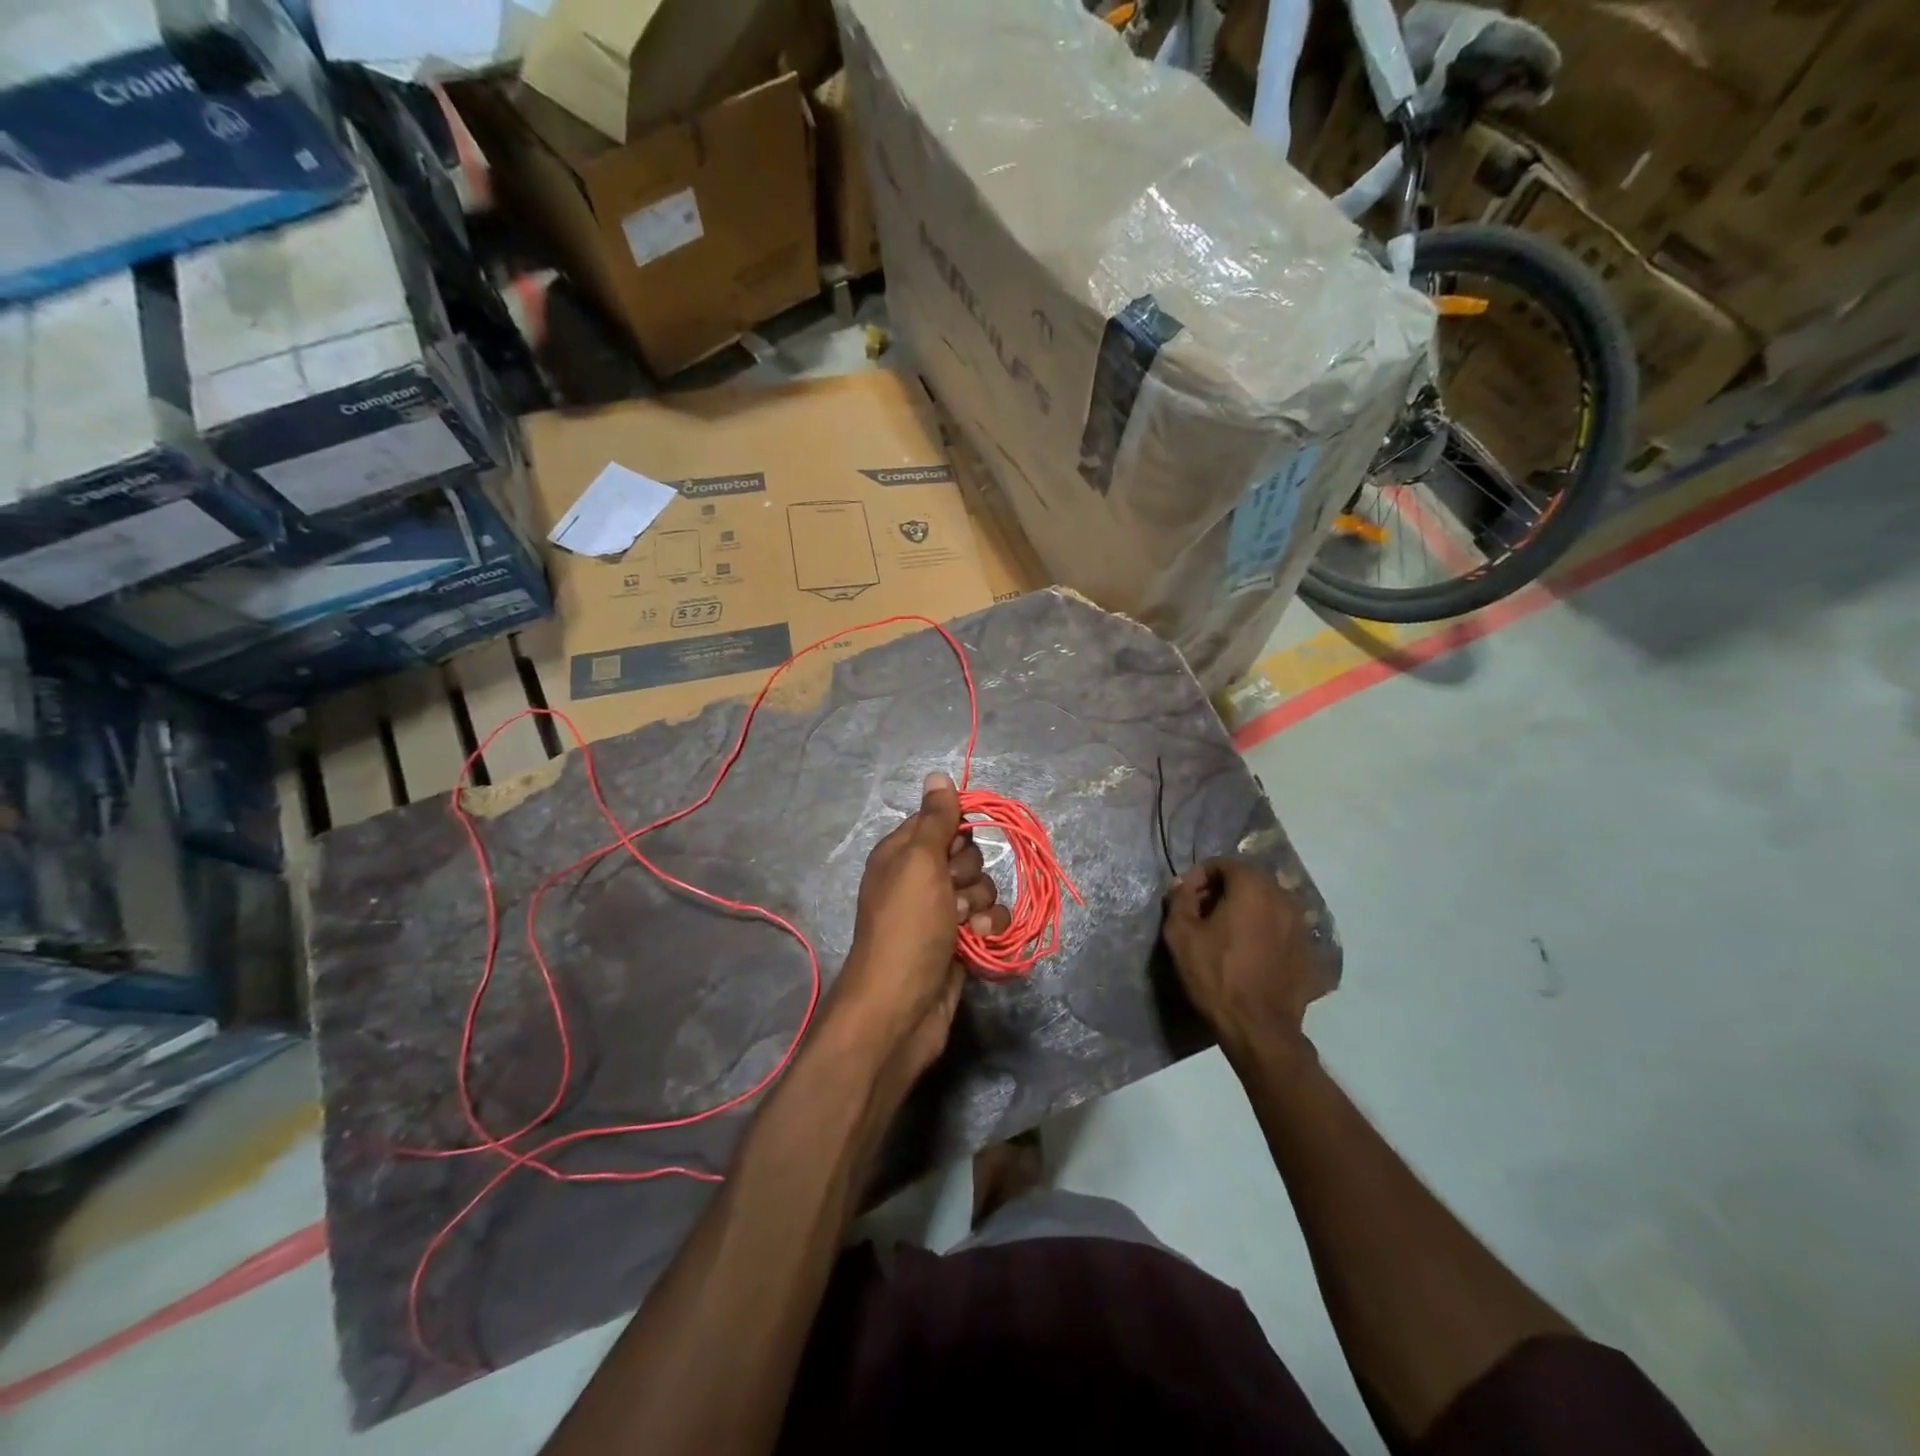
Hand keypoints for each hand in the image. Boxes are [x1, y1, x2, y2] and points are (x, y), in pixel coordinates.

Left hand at [826, 773, 1009, 1091]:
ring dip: (982, 903)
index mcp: (901, 854)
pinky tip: (981, 940)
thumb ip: (934, 819)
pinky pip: (989, 919)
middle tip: (953, 893)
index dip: (954, 832)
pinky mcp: (960, 942)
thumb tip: (937, 775)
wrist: (902, 1007)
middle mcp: (919, 879)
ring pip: (982, 887)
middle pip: (965, 854)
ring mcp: (940, 913)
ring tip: (966, 924)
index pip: (939, 821)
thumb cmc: (908, 926)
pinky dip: (990, 927)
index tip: (956, 848)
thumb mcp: (919, 863)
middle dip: (969, 872)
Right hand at [1162, 857, 1331, 1063]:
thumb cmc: (1215, 975)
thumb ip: (1179, 899)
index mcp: (1253, 888)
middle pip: (1248, 881)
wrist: (1258, 1028)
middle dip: (1223, 891)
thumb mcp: (1180, 934)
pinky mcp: (1309, 952)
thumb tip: (1182, 885)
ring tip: (1225, 935)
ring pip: (1267, 904)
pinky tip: (1249, 955)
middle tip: (1202, 914)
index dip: (1199, 876)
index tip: (1185, 899)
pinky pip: (1280, 929)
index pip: (1224, 864)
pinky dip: (1263, 932)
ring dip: (1245, 910)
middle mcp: (1283, 899)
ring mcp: (1301, 926)